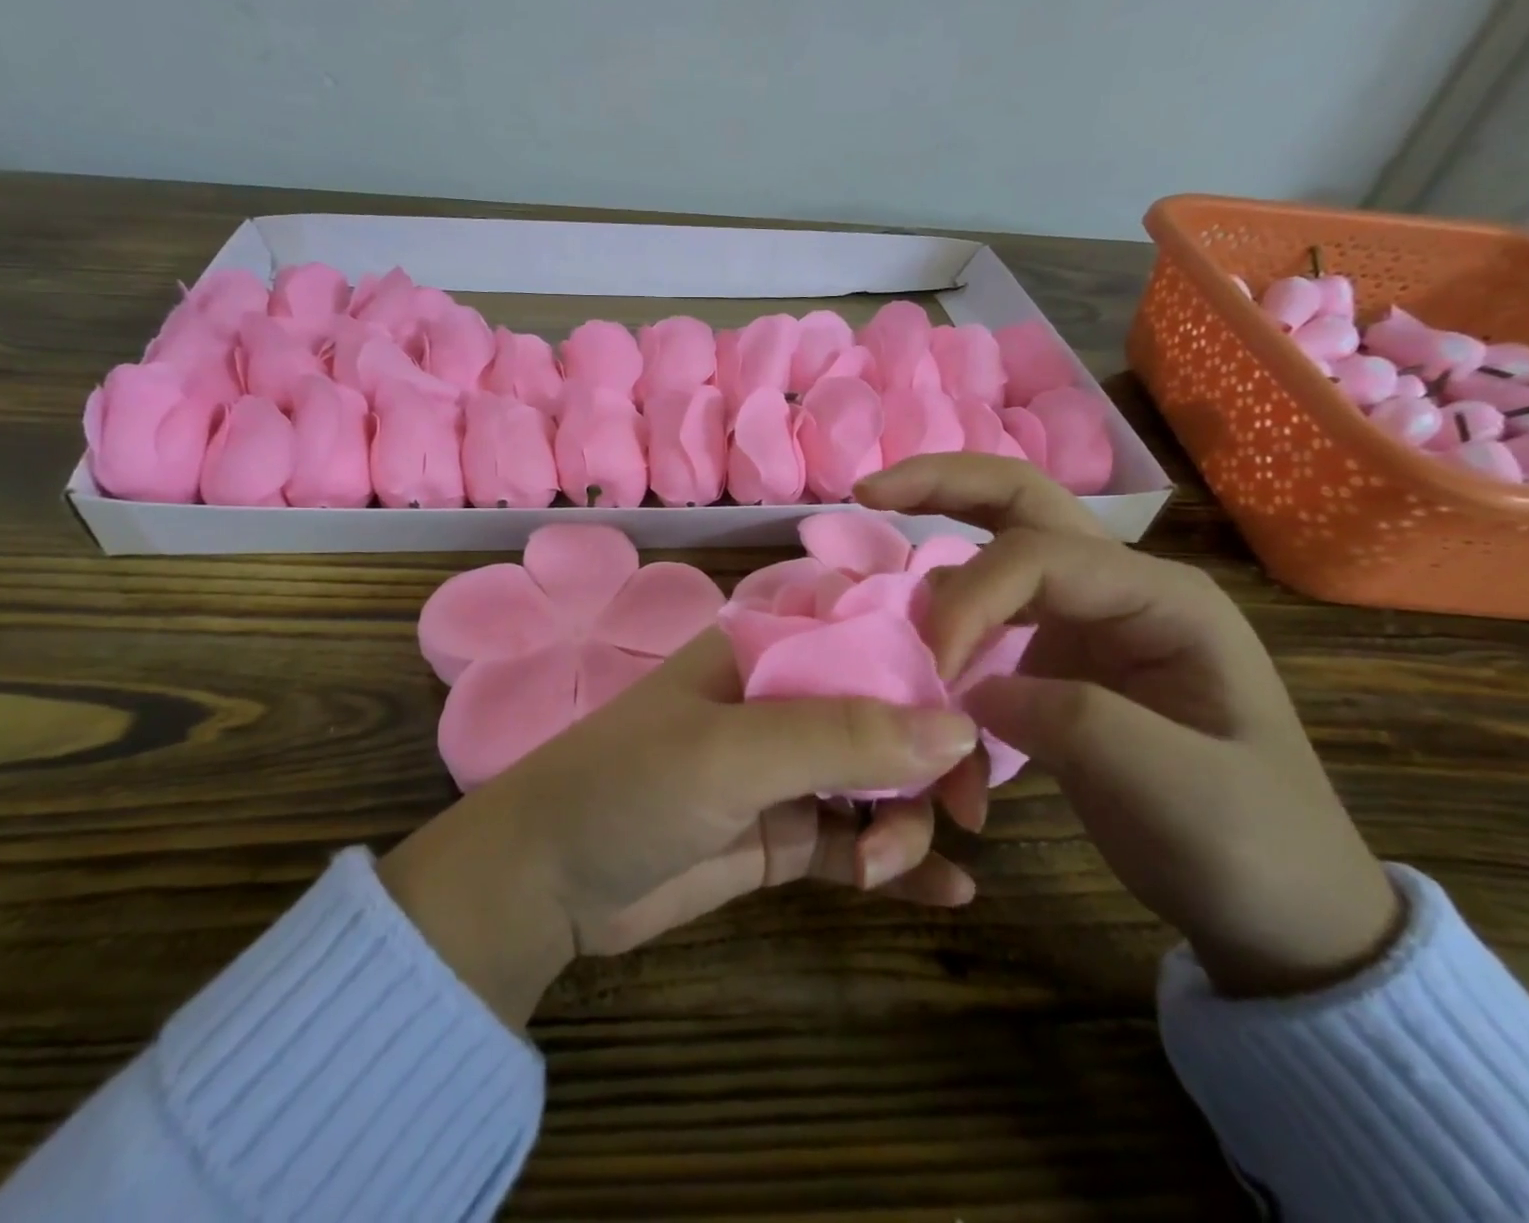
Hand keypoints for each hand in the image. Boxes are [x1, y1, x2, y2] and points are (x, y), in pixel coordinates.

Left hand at [379, 630, 986, 1028]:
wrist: (548, 881)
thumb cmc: (631, 786)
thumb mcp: (734, 752)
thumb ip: (842, 736)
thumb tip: (957, 727)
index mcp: (764, 652)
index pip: (863, 631)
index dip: (926, 657)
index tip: (980, 702)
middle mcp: (781, 700)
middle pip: (884, 710)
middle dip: (929, 755)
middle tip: (963, 809)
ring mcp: (783, 770)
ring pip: (878, 781)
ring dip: (904, 821)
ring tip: (883, 867)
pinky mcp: (782, 835)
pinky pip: (856, 841)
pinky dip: (900, 865)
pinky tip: (950, 897)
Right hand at [858, 455, 1403, 997]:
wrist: (1277, 907)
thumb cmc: (1250, 845)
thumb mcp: (1175, 788)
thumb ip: (1069, 720)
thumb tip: (965, 690)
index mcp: (1162, 598)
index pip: (1038, 557)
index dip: (968, 601)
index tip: (932, 673)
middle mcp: (1117, 589)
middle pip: (1019, 502)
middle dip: (939, 486)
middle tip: (866, 492)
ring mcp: (1082, 620)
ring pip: (990, 554)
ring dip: (935, 580)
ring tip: (886, 615)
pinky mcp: (1051, 657)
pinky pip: (981, 622)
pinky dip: (944, 641)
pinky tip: (925, 679)